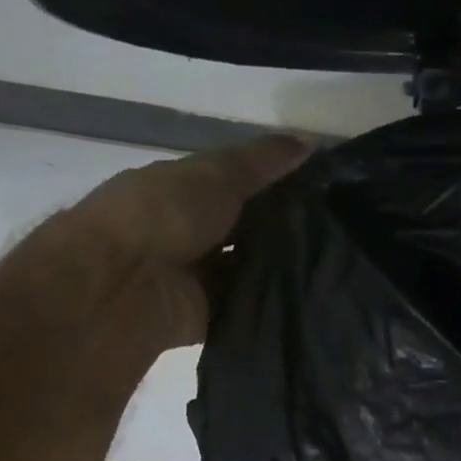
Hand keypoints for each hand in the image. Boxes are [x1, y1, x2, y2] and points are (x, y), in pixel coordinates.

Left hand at [61, 133, 310, 349]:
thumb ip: (261, 162)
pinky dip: (272, 305)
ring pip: (252, 272)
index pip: (240, 187)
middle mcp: (192, 234)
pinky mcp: (208, 318)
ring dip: (283, 270)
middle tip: (339, 232)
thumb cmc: (162, 213)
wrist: (122, 284)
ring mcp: (199, 279)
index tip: (327, 190)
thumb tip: (310, 142)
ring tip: (335, 267)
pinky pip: (247, 309)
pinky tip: (312, 300)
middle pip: (249, 232)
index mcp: (185, 191)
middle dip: (287, 232)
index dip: (280, 186)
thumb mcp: (216, 174)